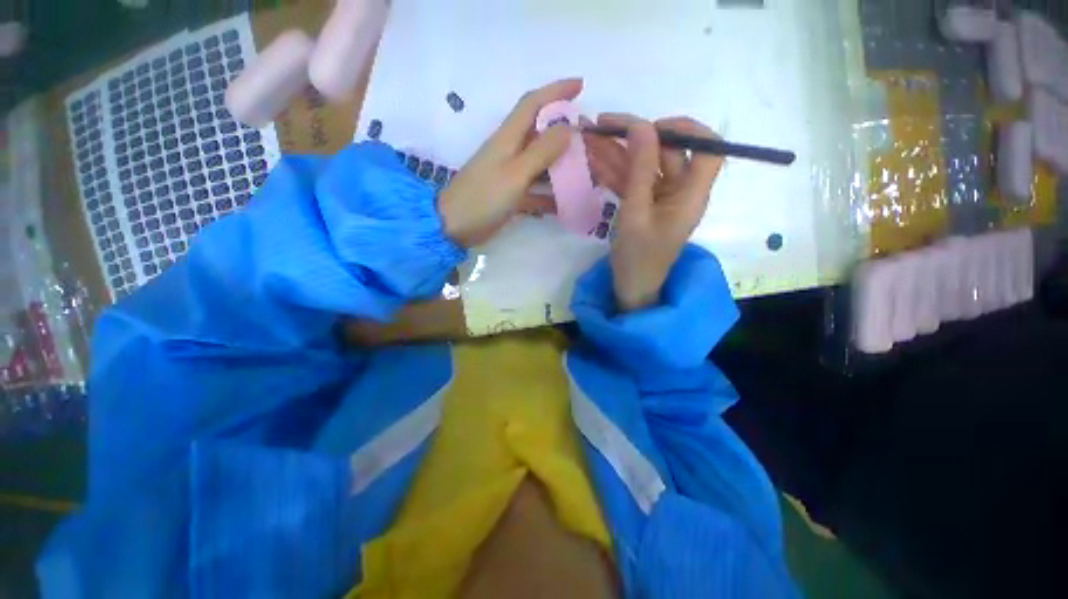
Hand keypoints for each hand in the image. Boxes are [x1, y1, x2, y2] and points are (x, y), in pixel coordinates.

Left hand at [438, 79, 582, 246]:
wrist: (455, 226)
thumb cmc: (483, 197)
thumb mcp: (515, 173)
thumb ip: (541, 152)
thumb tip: (567, 129)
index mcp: (508, 138)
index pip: (533, 103)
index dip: (556, 90)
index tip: (581, 85)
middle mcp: (510, 152)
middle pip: (541, 134)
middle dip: (565, 132)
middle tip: (589, 140)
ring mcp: (510, 175)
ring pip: (541, 164)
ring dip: (561, 166)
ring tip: (585, 172)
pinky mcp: (511, 196)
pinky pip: (536, 191)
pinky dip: (550, 196)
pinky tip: (565, 205)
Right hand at [583, 114, 724, 311]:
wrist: (631, 288)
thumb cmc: (637, 257)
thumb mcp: (635, 213)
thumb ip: (639, 169)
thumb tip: (641, 125)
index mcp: (691, 194)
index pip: (708, 147)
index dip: (686, 129)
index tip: (653, 127)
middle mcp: (681, 191)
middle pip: (665, 152)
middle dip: (633, 137)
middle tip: (601, 126)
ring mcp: (660, 198)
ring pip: (643, 165)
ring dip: (616, 152)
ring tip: (587, 138)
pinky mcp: (644, 205)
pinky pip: (631, 181)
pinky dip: (613, 171)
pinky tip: (592, 160)